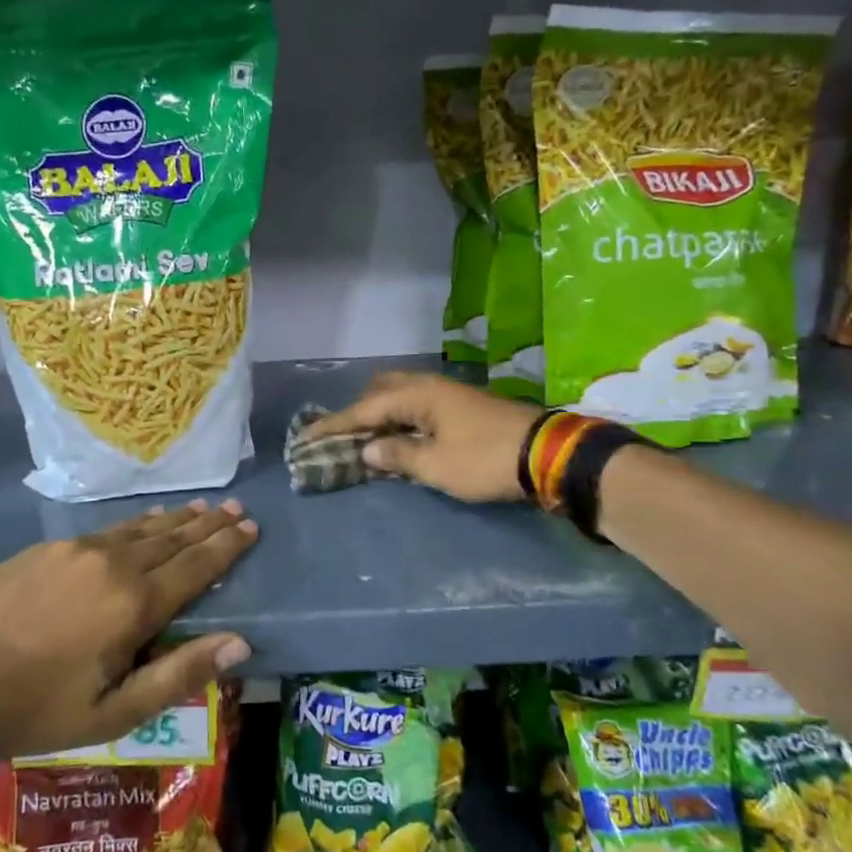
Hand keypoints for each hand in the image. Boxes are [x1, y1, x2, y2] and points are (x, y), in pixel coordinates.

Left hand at [0, 501, 257, 759]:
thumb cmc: (37, 707)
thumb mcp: (114, 712)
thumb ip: (179, 673)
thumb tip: (240, 643)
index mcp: (135, 604)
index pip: (196, 566)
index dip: (227, 547)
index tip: (250, 527)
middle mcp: (113, 564)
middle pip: (172, 538)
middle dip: (208, 524)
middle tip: (234, 507)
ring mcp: (77, 550)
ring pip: (139, 528)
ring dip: (174, 519)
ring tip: (199, 507)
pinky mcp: (46, 548)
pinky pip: (106, 530)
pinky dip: (135, 524)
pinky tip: (142, 522)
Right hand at [303, 372, 539, 502]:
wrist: (546, 454)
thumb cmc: (485, 460)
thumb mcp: (437, 465)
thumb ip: (398, 456)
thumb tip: (368, 450)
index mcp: (417, 395)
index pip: (364, 409)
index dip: (334, 425)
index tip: (305, 437)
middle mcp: (429, 386)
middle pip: (381, 390)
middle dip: (358, 411)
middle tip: (342, 437)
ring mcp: (448, 394)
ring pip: (401, 396)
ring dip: (381, 414)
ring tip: (368, 439)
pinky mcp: (463, 407)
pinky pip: (418, 406)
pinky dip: (401, 419)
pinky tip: (401, 437)